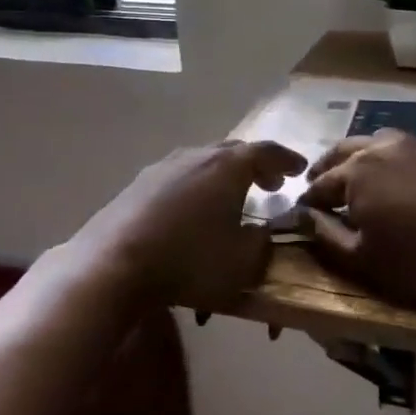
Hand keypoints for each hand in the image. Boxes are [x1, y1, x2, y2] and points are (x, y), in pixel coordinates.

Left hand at [68, 141, 305, 307]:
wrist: (115, 262)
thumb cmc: (190, 260)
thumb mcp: (243, 261)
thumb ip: (262, 242)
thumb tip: (262, 231)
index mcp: (229, 166)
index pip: (267, 152)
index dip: (287, 159)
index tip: (300, 168)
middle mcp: (197, 155)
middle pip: (234, 151)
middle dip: (256, 166)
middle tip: (271, 183)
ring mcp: (164, 166)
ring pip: (203, 162)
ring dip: (223, 176)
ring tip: (231, 198)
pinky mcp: (139, 184)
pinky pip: (179, 178)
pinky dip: (197, 187)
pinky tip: (193, 210)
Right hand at [301, 133, 415, 315]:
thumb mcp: (364, 261)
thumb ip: (327, 236)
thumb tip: (303, 217)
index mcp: (355, 172)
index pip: (319, 185)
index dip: (307, 202)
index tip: (302, 214)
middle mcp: (380, 148)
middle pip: (342, 153)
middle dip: (326, 170)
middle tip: (320, 188)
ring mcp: (415, 144)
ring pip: (374, 142)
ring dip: (358, 158)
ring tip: (357, 177)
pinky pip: (405, 147)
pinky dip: (389, 158)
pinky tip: (397, 176)